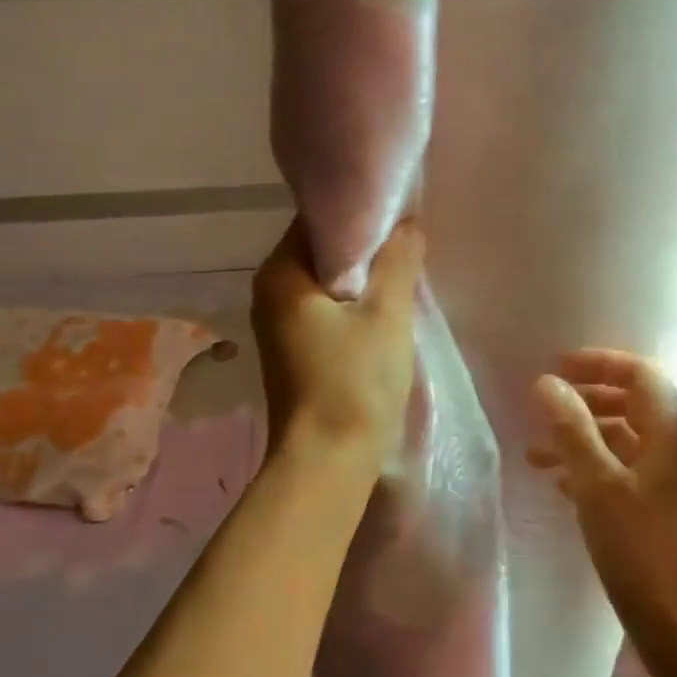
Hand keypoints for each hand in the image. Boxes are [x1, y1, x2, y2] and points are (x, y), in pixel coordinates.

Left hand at [252, 218, 423, 467]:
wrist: (326, 462)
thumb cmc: (354, 382)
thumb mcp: (386, 314)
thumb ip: (397, 261)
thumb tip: (407, 222)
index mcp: (280, 273)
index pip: (318, 220)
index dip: (361, 214)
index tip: (399, 219)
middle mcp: (269, 293)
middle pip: (321, 252)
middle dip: (365, 249)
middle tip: (408, 250)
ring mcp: (277, 326)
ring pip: (325, 285)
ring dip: (361, 281)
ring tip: (401, 280)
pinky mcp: (292, 352)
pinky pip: (323, 312)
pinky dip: (351, 307)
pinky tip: (381, 316)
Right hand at [529, 349, 676, 648]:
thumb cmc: (643, 549)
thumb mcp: (598, 484)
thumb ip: (572, 429)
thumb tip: (546, 383)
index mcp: (673, 430)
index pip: (639, 374)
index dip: (598, 364)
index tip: (556, 367)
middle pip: (632, 405)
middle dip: (585, 402)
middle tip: (543, 407)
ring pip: (626, 442)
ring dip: (583, 440)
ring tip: (535, 454)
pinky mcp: (670, 511)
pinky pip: (628, 473)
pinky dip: (595, 469)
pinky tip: (561, 485)